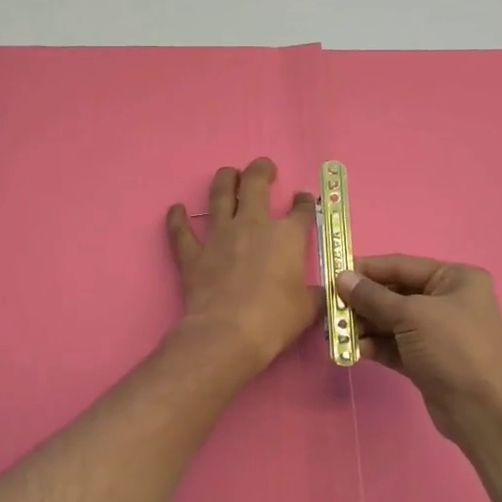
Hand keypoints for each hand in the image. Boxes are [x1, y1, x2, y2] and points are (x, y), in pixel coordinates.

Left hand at [166, 159, 320, 370]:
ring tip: (228, 174)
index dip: (304, 203)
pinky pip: (181, 230)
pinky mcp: (193, 254)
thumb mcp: (308, 309)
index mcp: (287, 237)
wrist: (228, 333)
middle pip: (256, 184)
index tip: (303, 200)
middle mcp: (252, 226)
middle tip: (264, 168)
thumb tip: (325, 294)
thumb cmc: (275, 319)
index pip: (301, 210)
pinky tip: (176, 209)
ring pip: (219, 195)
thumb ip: (315, 295)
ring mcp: (219, 236)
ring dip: (224, 179)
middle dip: (261, 170)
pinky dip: (177, 219)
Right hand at [337, 255, 501, 446]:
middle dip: (361, 303)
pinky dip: (374, 345)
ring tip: (335, 334)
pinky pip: (393, 345)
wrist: (484, 411)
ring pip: (390, 322)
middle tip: (330, 311)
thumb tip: (341, 278)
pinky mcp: (426, 359)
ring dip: (363, 326)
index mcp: (454, 278)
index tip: (332, 276)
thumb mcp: (412, 316)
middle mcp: (446, 301)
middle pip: (393, 294)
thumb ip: (373, 297)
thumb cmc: (454, 349)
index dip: (366, 270)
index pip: (401, 266)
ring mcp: (436, 332)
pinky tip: (353, 350)